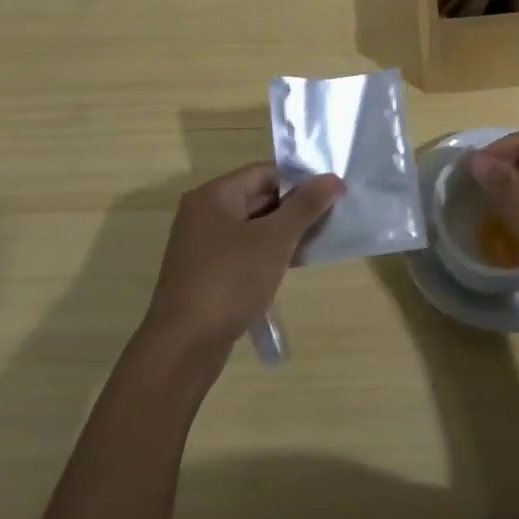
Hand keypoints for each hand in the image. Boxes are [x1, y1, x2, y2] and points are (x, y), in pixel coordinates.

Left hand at [142, 163, 343, 351]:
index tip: (330, 195)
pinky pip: (244, 251)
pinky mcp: (206, 273)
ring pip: (253, 227)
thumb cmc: (230, 280)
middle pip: (258, 197)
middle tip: (330, 219)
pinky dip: (268, 253)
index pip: (265, 172)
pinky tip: (293, 265)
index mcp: (214, 195)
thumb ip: (306, 206)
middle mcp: (204, 214)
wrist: (184, 346)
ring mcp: (203, 245)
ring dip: (284, 233)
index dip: (299, 181)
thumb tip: (334, 178)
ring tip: (317, 242)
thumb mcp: (275, 239)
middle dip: (294, 208)